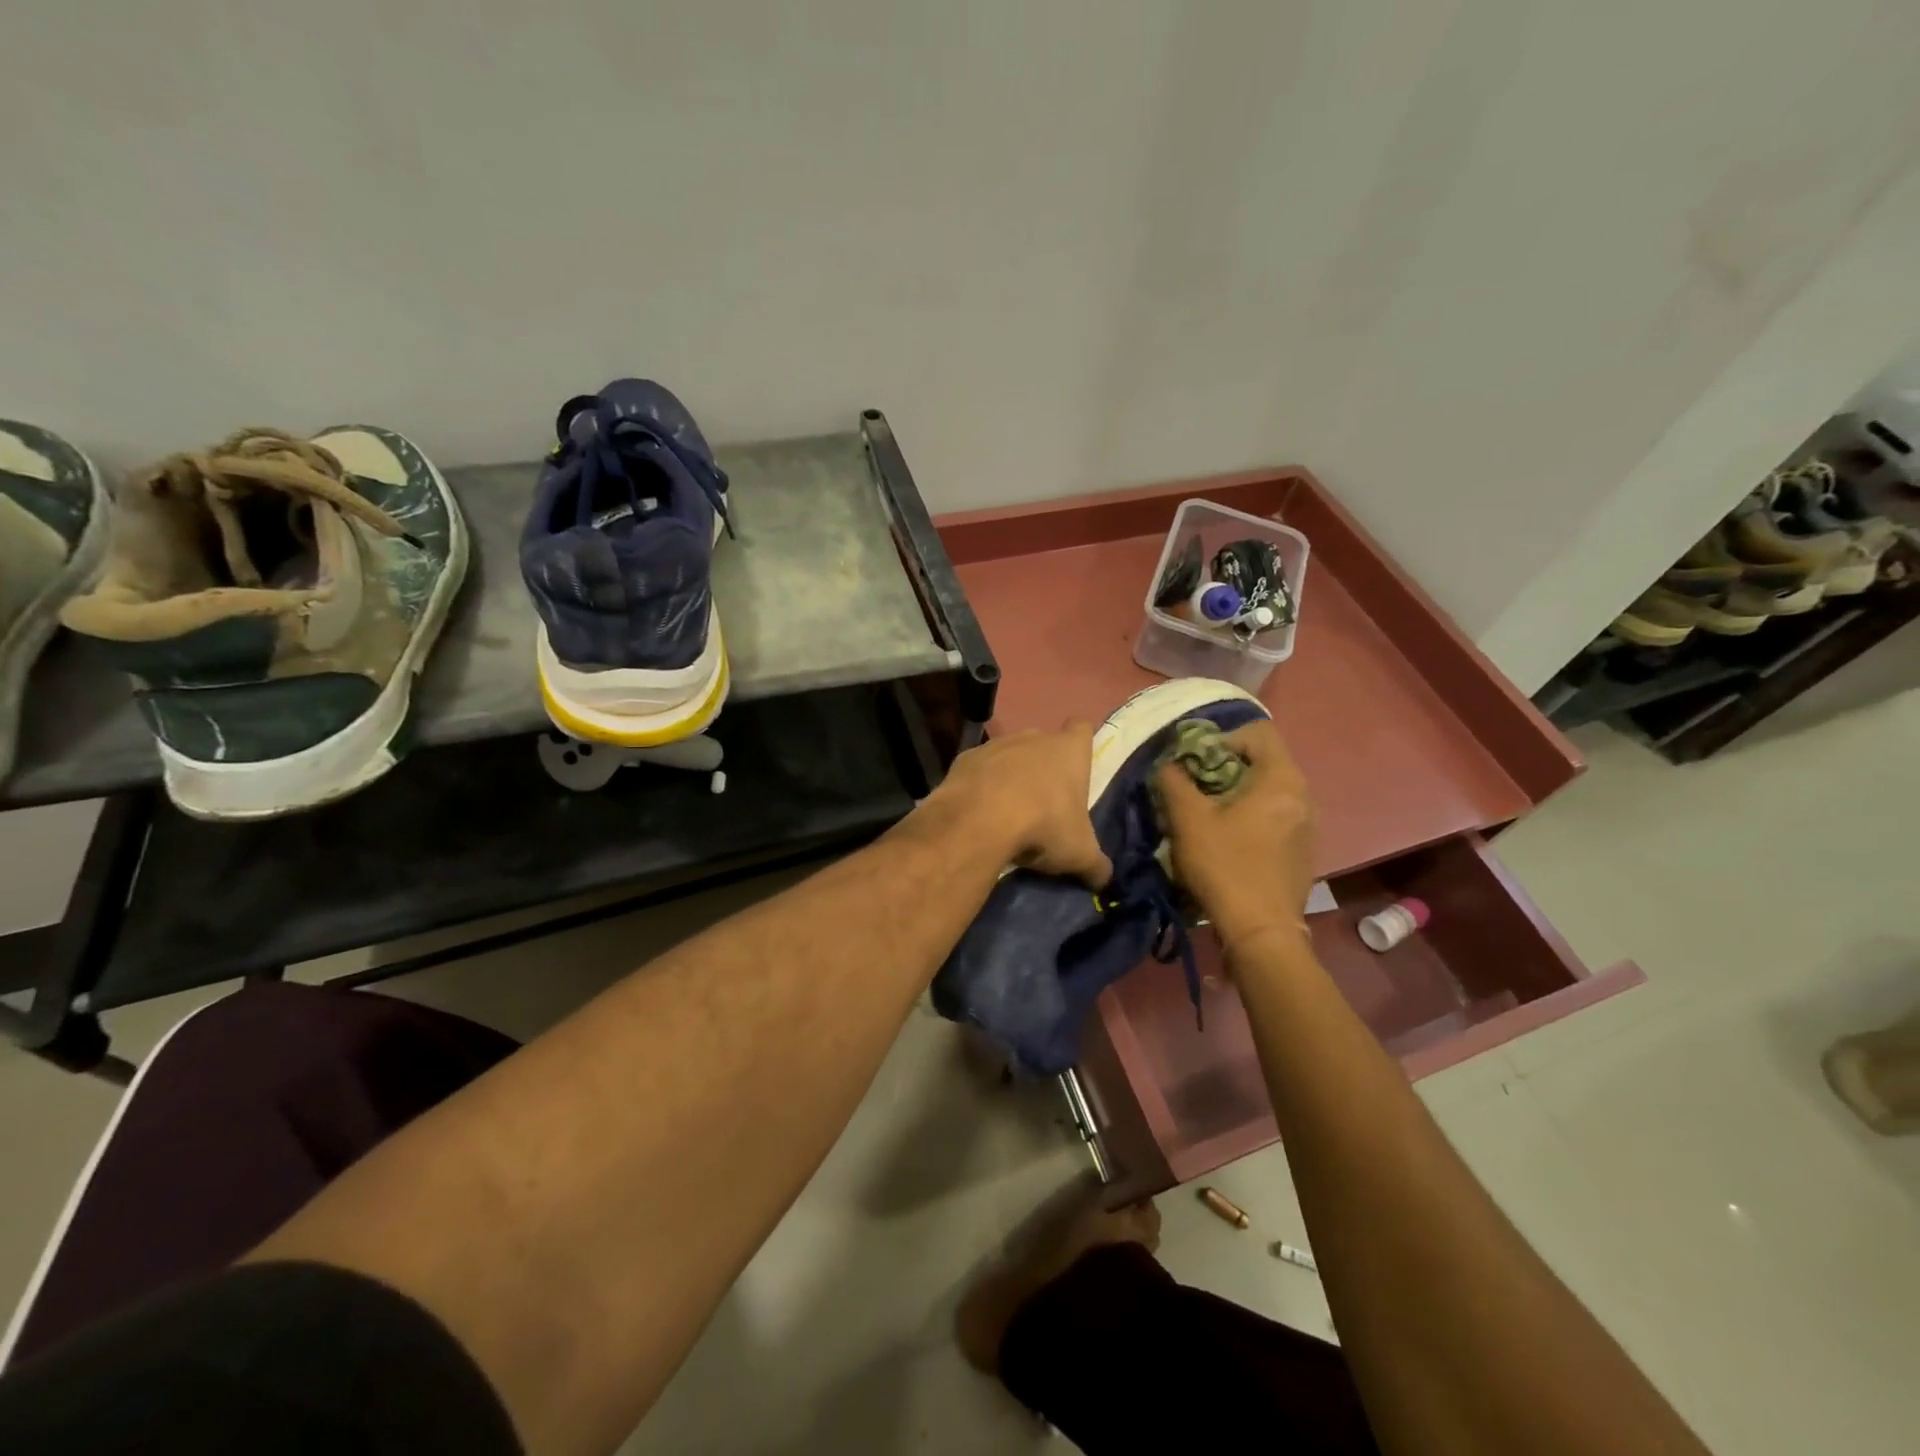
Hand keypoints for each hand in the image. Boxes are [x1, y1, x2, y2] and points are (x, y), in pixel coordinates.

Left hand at [930, 725, 1111, 888]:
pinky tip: (979, 811)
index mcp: (1068, 751)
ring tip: (1008, 810)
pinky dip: (980, 785)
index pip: (1081, 729)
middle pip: (1043, 743)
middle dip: (1044, 766)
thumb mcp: (1079, 854)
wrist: (979, 820)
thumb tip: (1104, 878)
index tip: (1077, 763)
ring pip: (1009, 754)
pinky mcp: (964, 759)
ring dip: (1010, 775)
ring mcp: (996, 745)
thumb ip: (1096, 865)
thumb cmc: (1043, 826)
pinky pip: (978, 769)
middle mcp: (1033, 738)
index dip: (1081, 743)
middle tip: (1044, 801)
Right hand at [1156, 718, 1314, 949]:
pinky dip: (1249, 815)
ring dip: (1235, 793)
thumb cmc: (1225, 867)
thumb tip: (1168, 765)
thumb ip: (1173, 782)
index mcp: (1281, 779)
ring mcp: (1306, 824)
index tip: (1196, 763)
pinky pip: (1274, 814)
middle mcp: (1302, 795)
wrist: (1262, 932)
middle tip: (1194, 789)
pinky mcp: (1301, 849)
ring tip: (1206, 815)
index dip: (1222, 738)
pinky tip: (1227, 840)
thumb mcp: (1188, 820)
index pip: (1257, 732)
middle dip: (1223, 768)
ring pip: (1267, 789)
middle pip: (1262, 760)